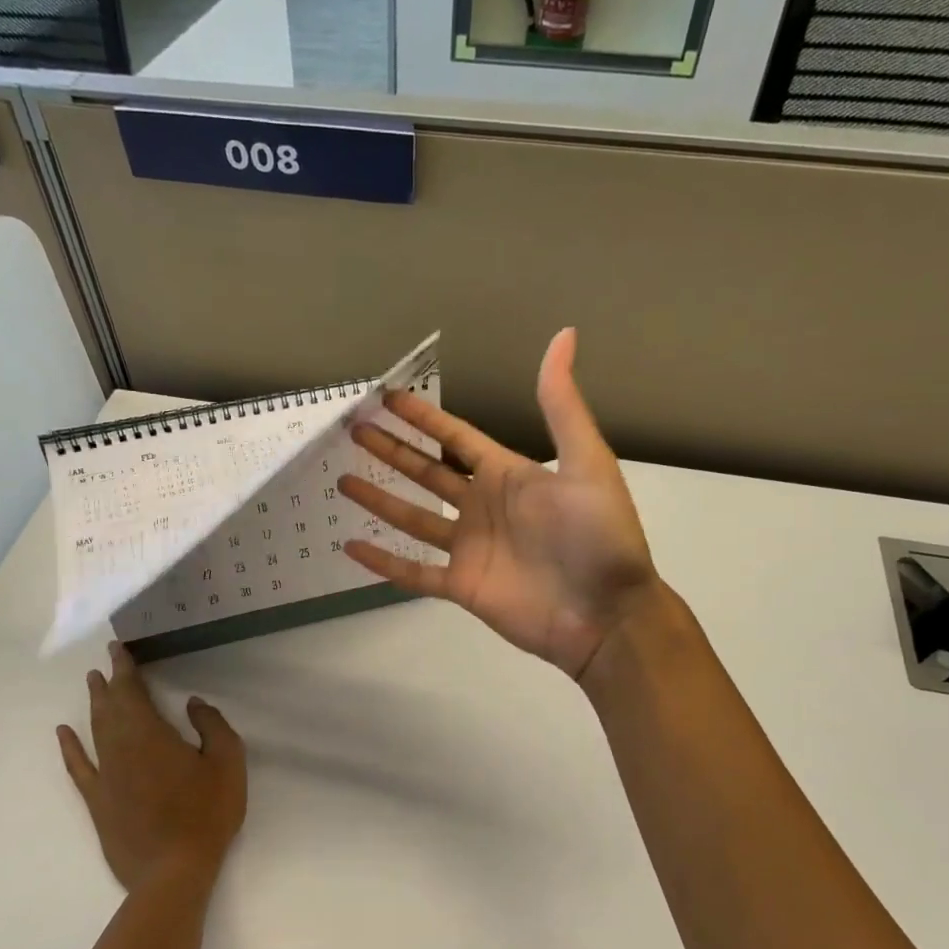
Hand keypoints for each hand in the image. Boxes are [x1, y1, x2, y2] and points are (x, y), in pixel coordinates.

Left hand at [57, 643, 246, 890]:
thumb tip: (193, 703)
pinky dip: (70, 748)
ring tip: (92, 686)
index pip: (132, 690)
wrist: (173, 871)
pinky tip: (63, 734)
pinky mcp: (98, 802)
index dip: (124, 667)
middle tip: (105, 664)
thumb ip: (212, 725)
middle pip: (110, 707)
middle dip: (107, 683)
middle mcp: (121, 747)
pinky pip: (79, 767)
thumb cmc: (206, 813)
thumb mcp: (227, 762)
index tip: (117, 648)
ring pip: (95, 730)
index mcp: (151, 733)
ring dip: (94, 705)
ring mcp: (105, 775)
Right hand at [338, 328, 658, 680]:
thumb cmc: (600, 537)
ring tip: (341, 481)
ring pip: (413, 518)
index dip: (422, 418)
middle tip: (353, 431)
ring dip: (379, 499)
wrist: (607, 614)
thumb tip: (565, 334)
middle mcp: (483, 507)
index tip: (386, 397)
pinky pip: (413, 572)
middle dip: (391, 451)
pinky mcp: (461, 586)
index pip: (455, 438)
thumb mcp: (587, 463)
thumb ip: (562, 406)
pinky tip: (351, 545)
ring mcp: (469, 548)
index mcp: (509, 475)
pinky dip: (383, 561)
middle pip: (426, 472)